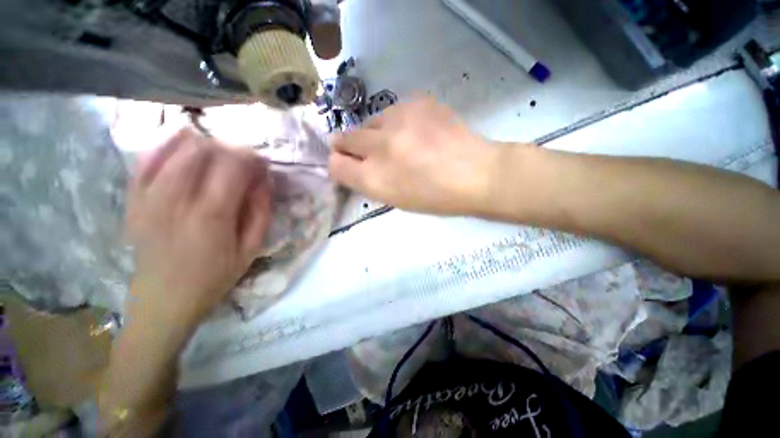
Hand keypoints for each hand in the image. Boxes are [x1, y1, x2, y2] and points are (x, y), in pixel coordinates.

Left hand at [126, 129, 271, 332]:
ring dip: (202, 144)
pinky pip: (145, 160)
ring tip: (217, 153)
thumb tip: (264, 179)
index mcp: (211, 216)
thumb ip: (261, 211)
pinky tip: (182, 144)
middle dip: (228, 148)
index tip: (261, 162)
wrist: (163, 300)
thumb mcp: (251, 249)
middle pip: (202, 150)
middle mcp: (176, 200)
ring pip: (174, 149)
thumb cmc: (214, 277)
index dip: (251, 157)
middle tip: (241, 160)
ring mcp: (149, 198)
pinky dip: (165, 146)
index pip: (233, 166)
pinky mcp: (133, 200)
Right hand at [328, 98, 499, 215]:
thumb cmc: (436, 197)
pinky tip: (414, 132)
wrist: (476, 174)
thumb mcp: (396, 200)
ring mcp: (398, 120)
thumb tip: (351, 164)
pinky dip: (396, 123)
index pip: (336, 166)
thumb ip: (368, 181)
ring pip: (368, 122)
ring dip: (374, 134)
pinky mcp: (416, 102)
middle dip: (347, 146)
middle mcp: (380, 148)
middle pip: (344, 139)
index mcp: (375, 180)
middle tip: (363, 151)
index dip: (338, 164)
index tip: (345, 164)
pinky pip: (392, 111)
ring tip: (396, 143)